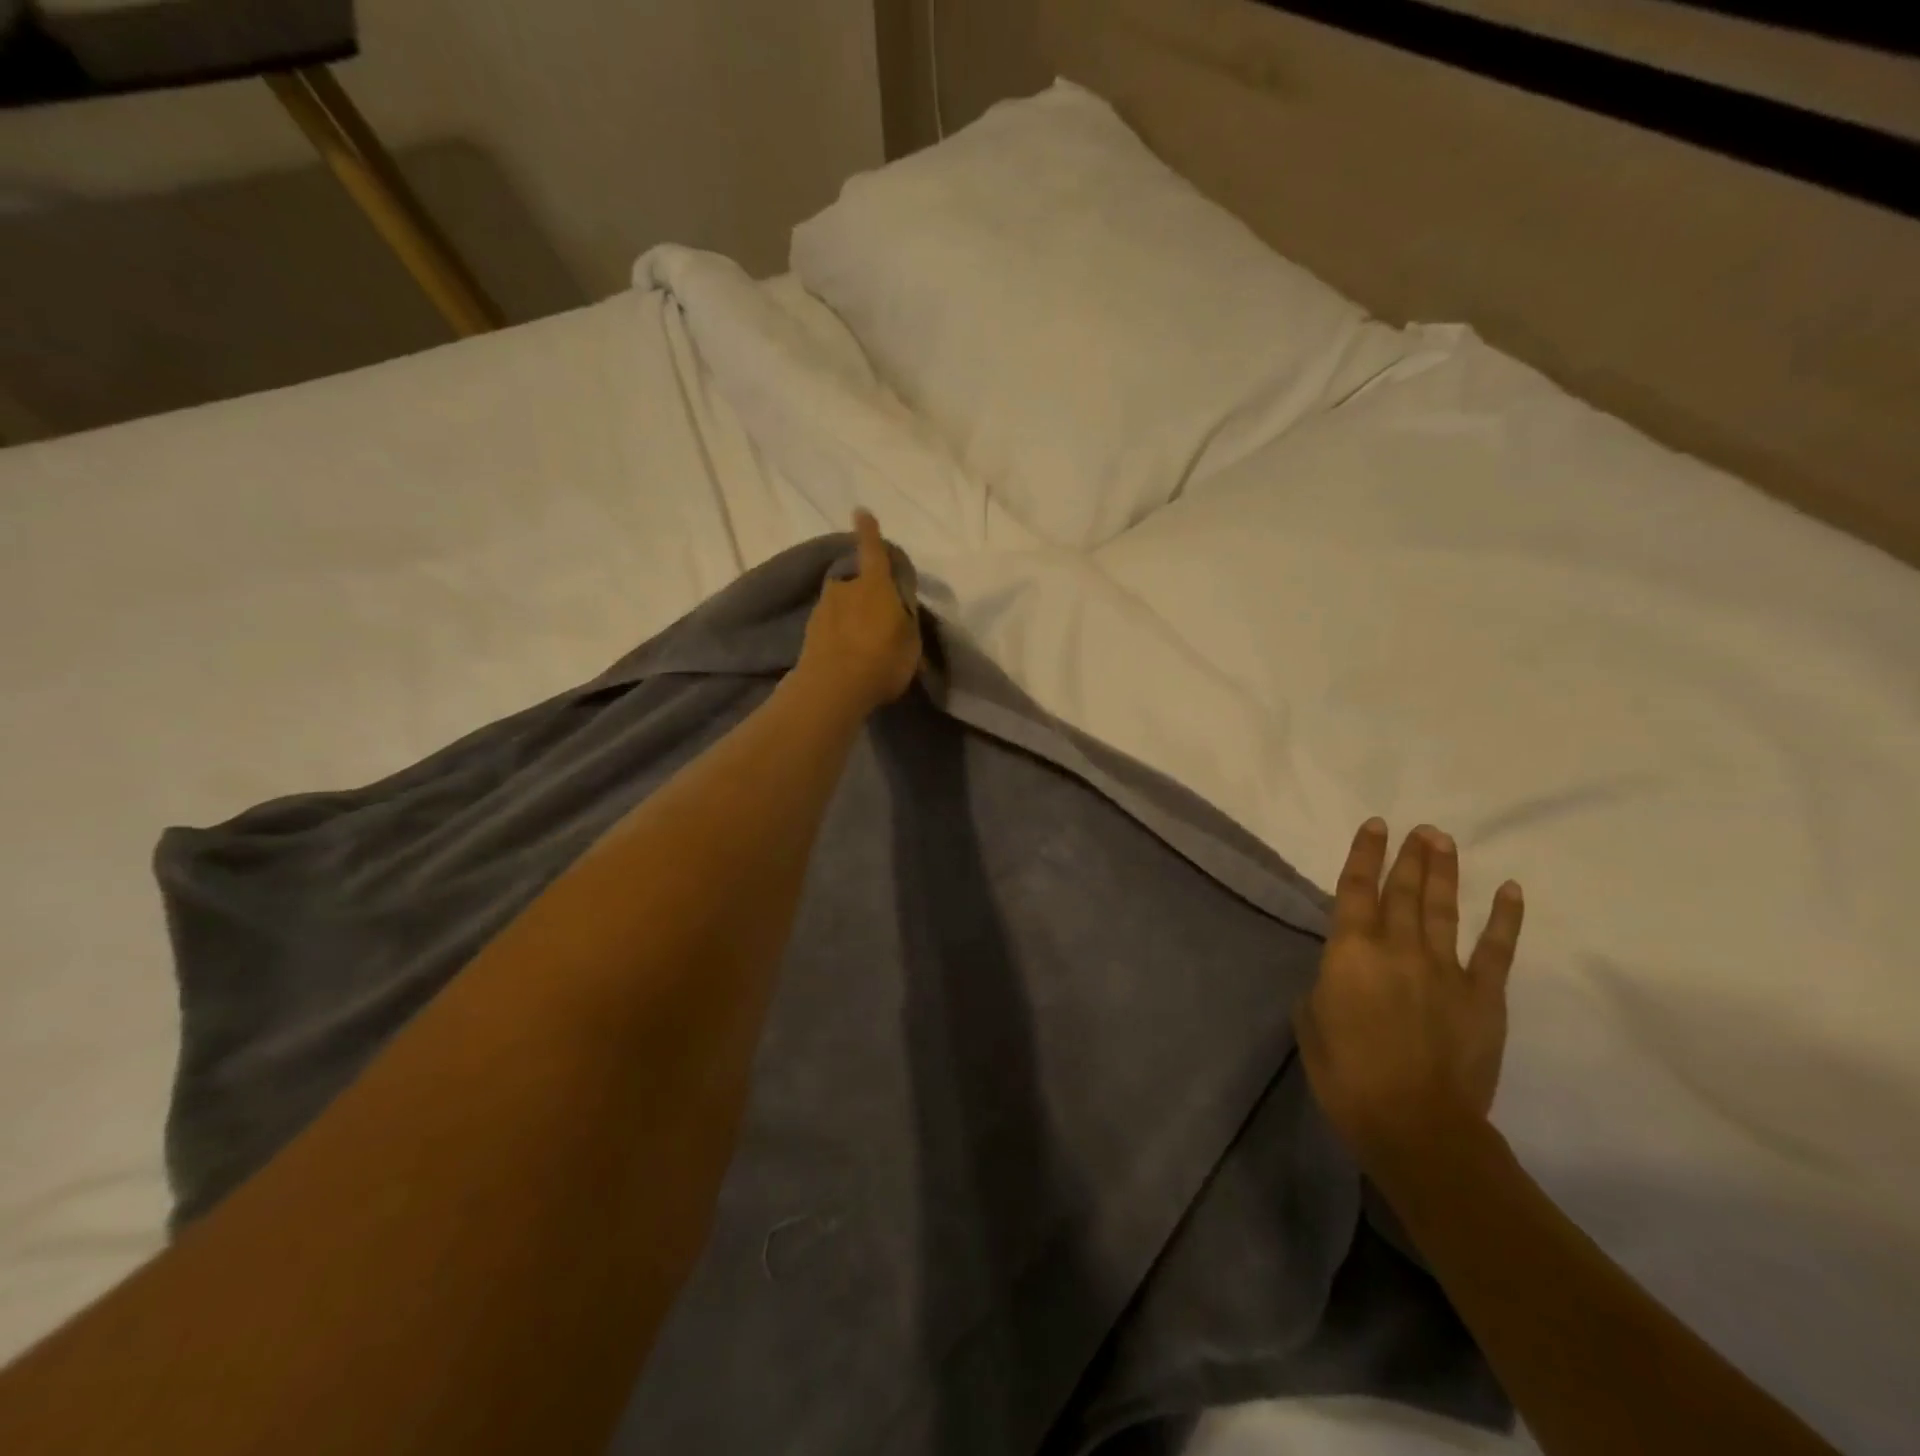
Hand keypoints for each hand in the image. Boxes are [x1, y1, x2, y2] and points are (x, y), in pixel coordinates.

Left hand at [796, 511, 921, 716]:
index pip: (873, 550)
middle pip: (856, 582)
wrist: (831, 689)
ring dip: (851, 617)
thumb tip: (900, 612)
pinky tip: (849, 655)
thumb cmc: (881, 661)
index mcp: (874, 585)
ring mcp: (823, 610)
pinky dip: (840, 634)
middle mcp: (845, 589)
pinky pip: (831, 626)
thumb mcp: (910, 642)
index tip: (861, 512)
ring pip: (842, 605)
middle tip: (878, 618)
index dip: (869, 532)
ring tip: (863, 642)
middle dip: (866, 594)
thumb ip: (906, 621)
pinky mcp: (809, 632)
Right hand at [1295, 820, 1525, 1171]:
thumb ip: (1326, 985)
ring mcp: (1445, 969)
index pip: (1356, 889)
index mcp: (1350, 951)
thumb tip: (1342, 973)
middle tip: (1419, 828)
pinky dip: (1504, 917)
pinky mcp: (1483, 995)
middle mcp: (1397, 948)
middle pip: (1403, 891)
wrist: (1416, 1124)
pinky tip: (1510, 890)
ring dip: (1443, 872)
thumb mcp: (1311, 1021)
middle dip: (1409, 856)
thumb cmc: (1346, 1075)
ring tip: (1443, 840)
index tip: (1375, 826)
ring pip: (1442, 908)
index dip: (1365, 854)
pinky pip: (1496, 949)